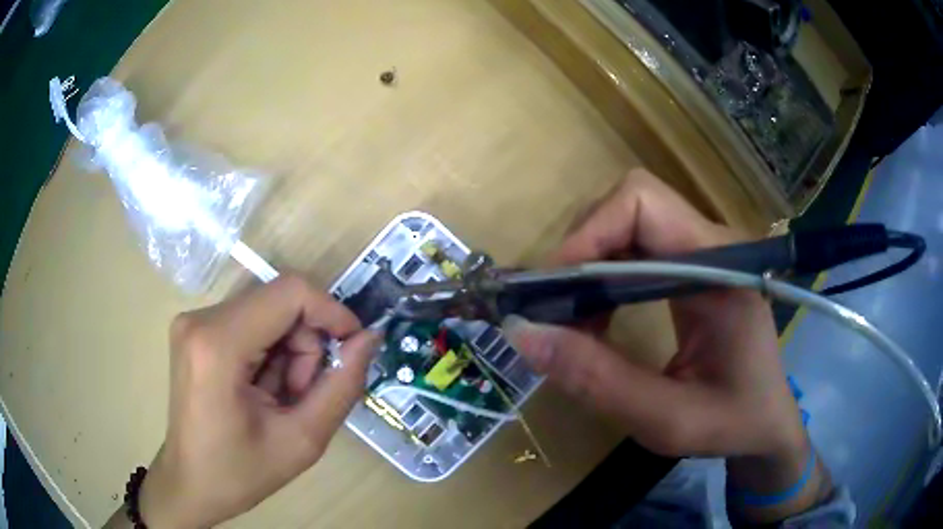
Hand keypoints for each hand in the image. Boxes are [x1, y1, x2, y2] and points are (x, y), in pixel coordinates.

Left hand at [138, 275, 377, 527]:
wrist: (191, 483)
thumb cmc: (241, 472)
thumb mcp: (303, 440)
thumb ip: (341, 386)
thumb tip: (369, 338)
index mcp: (218, 344)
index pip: (290, 292)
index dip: (331, 312)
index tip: (353, 346)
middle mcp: (200, 318)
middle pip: (280, 303)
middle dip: (306, 346)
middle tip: (301, 395)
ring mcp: (194, 321)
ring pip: (268, 312)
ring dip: (288, 353)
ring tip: (280, 398)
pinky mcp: (197, 329)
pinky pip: (251, 322)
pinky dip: (269, 352)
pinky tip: (262, 389)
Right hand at [502, 170, 832, 522]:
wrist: (767, 424)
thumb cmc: (733, 423)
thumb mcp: (666, 418)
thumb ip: (598, 379)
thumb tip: (522, 332)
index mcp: (721, 268)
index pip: (643, 203)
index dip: (589, 233)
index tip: (552, 290)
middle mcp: (713, 245)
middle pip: (629, 206)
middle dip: (581, 252)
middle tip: (555, 312)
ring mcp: (704, 253)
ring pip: (626, 226)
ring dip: (588, 268)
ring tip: (573, 325)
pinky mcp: (694, 269)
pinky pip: (635, 251)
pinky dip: (603, 280)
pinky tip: (597, 323)